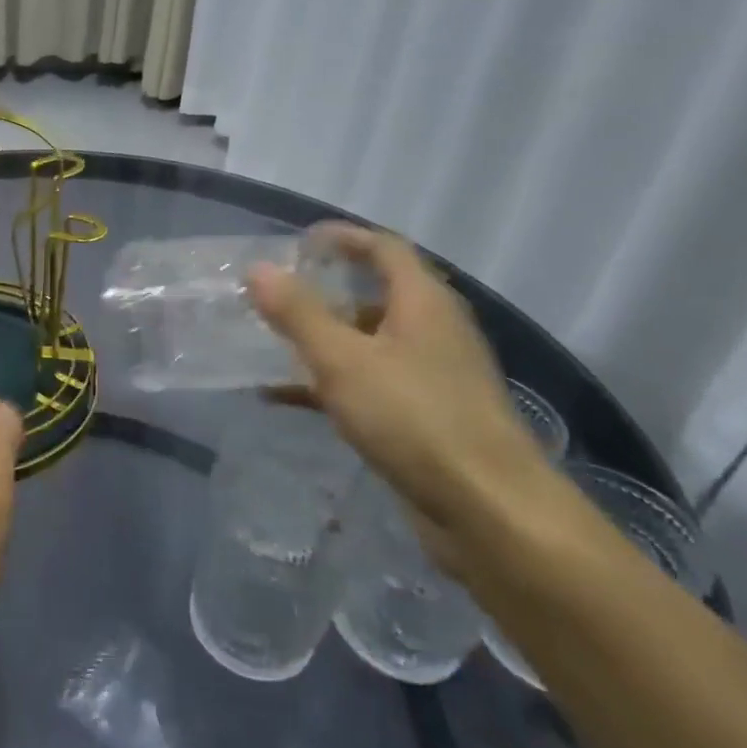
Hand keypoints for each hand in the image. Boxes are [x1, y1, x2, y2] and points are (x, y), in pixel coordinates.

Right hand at [249, 223, 564, 571]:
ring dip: (325, 339)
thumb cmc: (414, 418)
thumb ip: (298, 313)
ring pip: (370, 342)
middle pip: (378, 294)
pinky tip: (285, 399)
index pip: (385, 248)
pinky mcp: (426, 416)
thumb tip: (258, 268)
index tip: (299, 242)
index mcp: (424, 303)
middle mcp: (435, 330)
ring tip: (273, 343)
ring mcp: (434, 375)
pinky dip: (331, 383)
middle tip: (278, 294)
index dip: (343, 238)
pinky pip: (370, 383)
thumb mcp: (343, 360)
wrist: (488, 510)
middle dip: (327, 291)